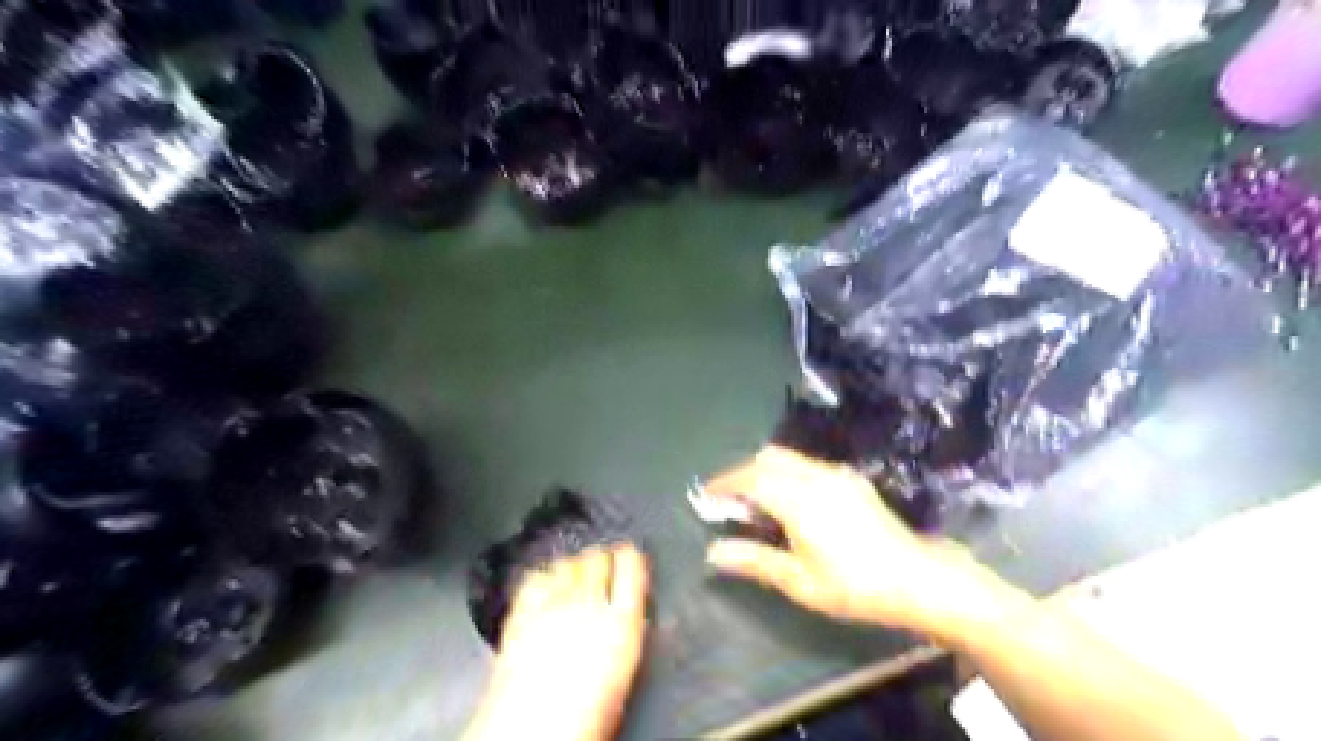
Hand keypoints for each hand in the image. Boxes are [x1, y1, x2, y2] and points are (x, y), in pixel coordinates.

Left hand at [464, 544, 649, 739]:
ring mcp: (552, 605)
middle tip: (602, 566)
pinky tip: (545, 584)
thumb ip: (625, 631)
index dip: (631, 556)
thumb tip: (626, 615)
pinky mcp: (521, 613)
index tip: (630, 555)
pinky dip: (544, 576)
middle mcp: (589, 605)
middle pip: (598, 558)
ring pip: (568, 562)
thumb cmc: (583, 719)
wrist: (529, 736)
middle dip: (601, 559)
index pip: (632, 566)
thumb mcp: (622, 671)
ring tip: (575, 574)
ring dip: (574, 564)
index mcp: (622, 623)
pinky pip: (535, 577)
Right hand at [712, 445, 1000, 635]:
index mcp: (799, 500)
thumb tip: (714, 551)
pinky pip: (807, 465)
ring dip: (766, 472)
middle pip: (768, 459)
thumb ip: (754, 560)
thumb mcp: (800, 581)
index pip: (751, 479)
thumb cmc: (854, 586)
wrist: (917, 579)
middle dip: (743, 474)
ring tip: (758, 505)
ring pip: (789, 458)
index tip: (705, 494)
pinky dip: (787, 474)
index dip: (724, 483)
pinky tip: (791, 504)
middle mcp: (816, 476)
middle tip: (730, 502)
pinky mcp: (851, 480)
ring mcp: (836, 475)